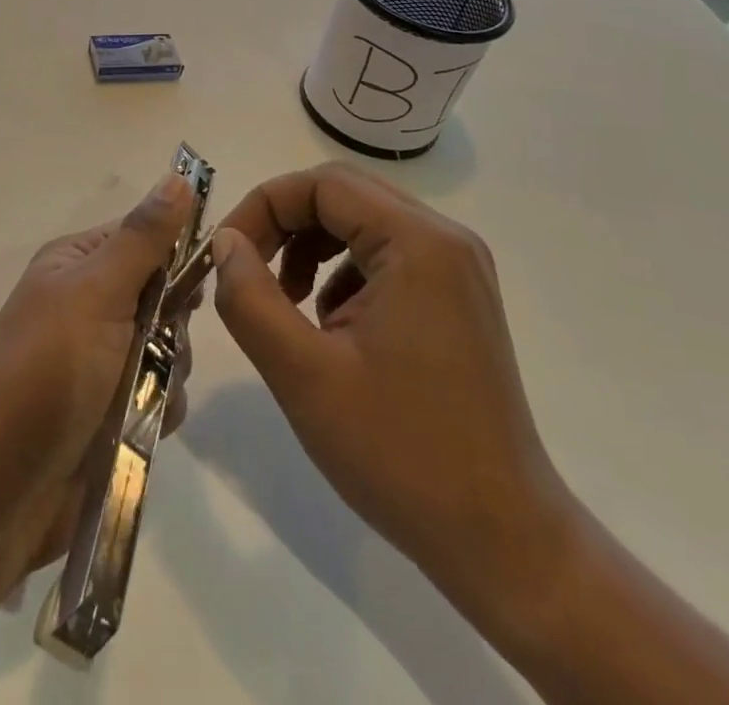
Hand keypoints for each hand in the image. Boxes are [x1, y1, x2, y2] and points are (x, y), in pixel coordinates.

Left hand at [0, 172, 196, 582]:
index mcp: (77, 264)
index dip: (175, 255)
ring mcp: (99, 360)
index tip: (196, 282)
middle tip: (154, 345)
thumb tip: (178, 175)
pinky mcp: (110, 410)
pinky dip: (157, 410)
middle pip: (164, 297)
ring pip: (169, 350)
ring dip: (165, 373)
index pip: (144, 237)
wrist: (1, 482)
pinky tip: (139, 427)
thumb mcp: (98, 291)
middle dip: (172, 326)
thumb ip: (144, 238)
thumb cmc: (48, 368)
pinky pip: (160, 396)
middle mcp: (88, 304)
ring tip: (138, 397)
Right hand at [210, 164, 577, 612]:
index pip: (321, 184)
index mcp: (418, 244)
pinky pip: (384, 255)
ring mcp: (457, 269)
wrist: (503, 543)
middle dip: (283, 223)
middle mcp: (445, 240)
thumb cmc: (401, 454)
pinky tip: (329, 327)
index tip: (225, 254)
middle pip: (343, 194)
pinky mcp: (457, 298)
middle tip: (246, 270)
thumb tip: (224, 243)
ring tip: (286, 303)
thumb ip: (249, 297)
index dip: (262, 207)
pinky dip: (341, 272)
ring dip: (310, 247)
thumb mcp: (303, 374)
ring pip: (361, 222)